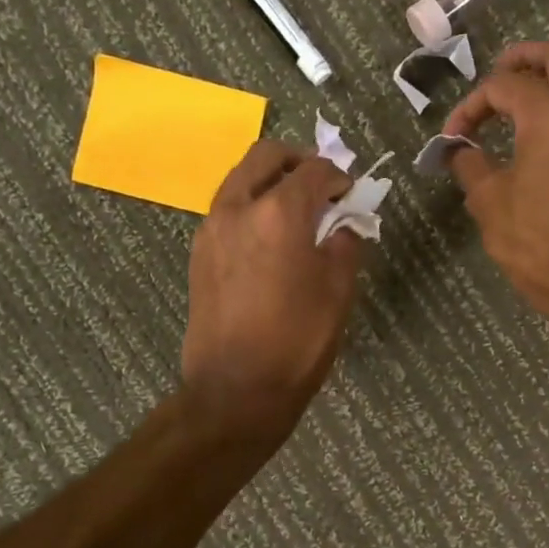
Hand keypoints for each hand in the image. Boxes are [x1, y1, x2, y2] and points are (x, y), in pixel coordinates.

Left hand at [182, 140, 362, 436]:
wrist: (236, 390)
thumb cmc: (297, 341)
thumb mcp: (338, 291)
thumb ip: (345, 244)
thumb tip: (342, 225)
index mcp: (278, 213)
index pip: (313, 171)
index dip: (338, 176)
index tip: (350, 194)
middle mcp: (237, 208)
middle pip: (266, 156)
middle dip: (297, 161)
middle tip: (320, 186)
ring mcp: (211, 229)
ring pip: (241, 180)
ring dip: (270, 182)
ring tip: (296, 214)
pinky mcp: (198, 253)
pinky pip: (227, 210)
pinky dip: (251, 207)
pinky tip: (270, 241)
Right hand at [442, 41, 548, 321]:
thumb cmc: (535, 240)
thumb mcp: (488, 201)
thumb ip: (470, 164)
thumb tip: (460, 150)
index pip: (505, 86)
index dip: (471, 105)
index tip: (452, 136)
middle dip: (525, 58)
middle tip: (496, 76)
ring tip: (515, 101)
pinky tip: (537, 132)